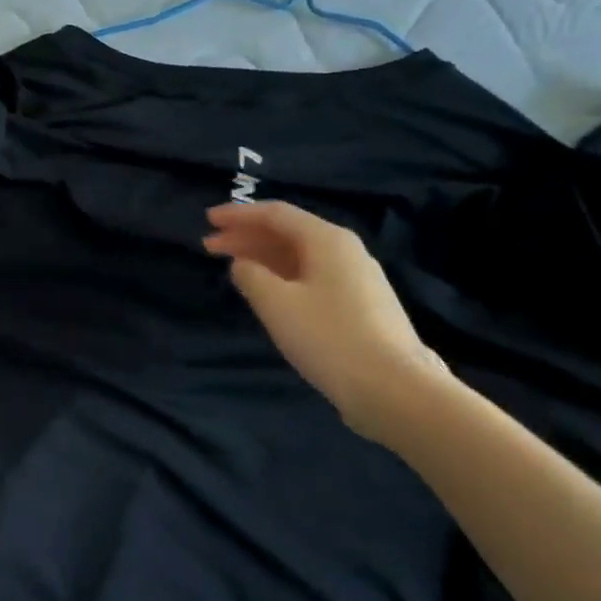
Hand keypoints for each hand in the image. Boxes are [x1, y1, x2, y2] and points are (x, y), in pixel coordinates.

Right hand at [204, 200, 451, 444]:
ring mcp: (356, 278)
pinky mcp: (359, 305)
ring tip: (232, 267)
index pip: (275, 214)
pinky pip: (311, 276)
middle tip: (210, 246)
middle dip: (247, 236)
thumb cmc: (328, 338)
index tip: (208, 220)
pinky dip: (282, 276)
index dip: (238, 215)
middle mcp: (345, 250)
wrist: (392, 386)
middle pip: (288, 233)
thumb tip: (241, 264)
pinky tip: (267, 291)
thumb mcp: (277, 304)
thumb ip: (251, 276)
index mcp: (327, 240)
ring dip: (263, 257)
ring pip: (300, 256)